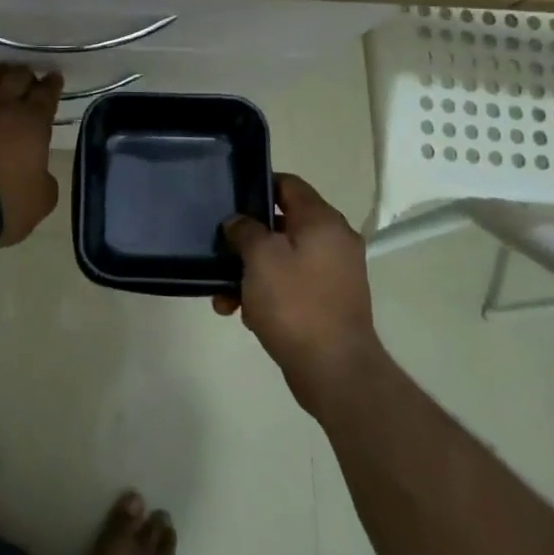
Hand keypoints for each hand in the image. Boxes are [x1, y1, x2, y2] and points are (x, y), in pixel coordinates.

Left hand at [0, 64, 63, 246]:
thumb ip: (45, 180)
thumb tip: (39, 173)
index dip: (52, 84)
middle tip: (29, 79)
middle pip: (16, 77)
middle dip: (26, 75)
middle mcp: (1, 107)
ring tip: (0, 78)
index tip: (54, 78)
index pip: (46, 93)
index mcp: (32, 122)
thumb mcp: (42, 200)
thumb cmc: (5, 203)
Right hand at [214, 174, 385, 413]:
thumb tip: (238, 222)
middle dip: (247, 240)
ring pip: (282, 259)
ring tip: (222, 296)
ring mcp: (333, 274)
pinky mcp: (327, 302)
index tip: (230, 199)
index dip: (258, 185)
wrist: (334, 369)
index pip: (289, 185)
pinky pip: (290, 285)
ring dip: (250, 272)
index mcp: (323, 221)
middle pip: (282, 224)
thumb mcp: (260, 257)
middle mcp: (334, 242)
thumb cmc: (295, 303)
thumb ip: (245, 230)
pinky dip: (266, 293)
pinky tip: (242, 314)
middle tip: (220, 250)